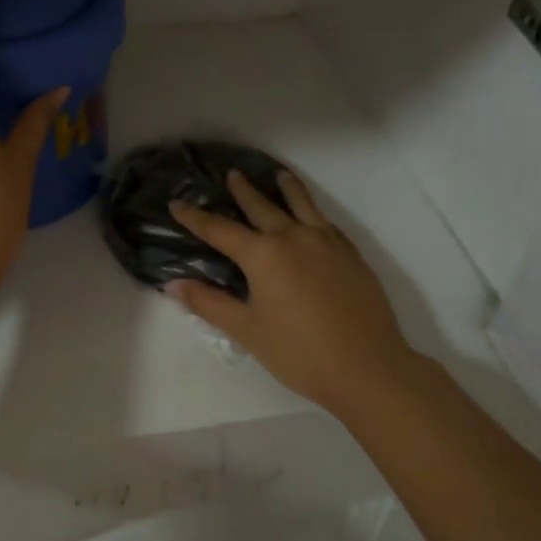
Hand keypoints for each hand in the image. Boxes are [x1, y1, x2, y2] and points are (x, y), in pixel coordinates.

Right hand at [168, 170, 409, 416]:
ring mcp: (326, 242)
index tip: (177, 203)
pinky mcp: (351, 254)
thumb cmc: (300, 352)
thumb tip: (173, 284)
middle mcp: (292, 237)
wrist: (368, 367)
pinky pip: (326, 221)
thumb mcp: (247, 330)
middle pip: (261, 206)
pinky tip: (314, 217)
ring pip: (301, 204)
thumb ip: (209, 303)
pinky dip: (313, 211)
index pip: (219, 229)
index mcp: (262, 254)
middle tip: (232, 174)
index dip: (195, 217)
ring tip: (279, 174)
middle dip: (243, 191)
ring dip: (287, 187)